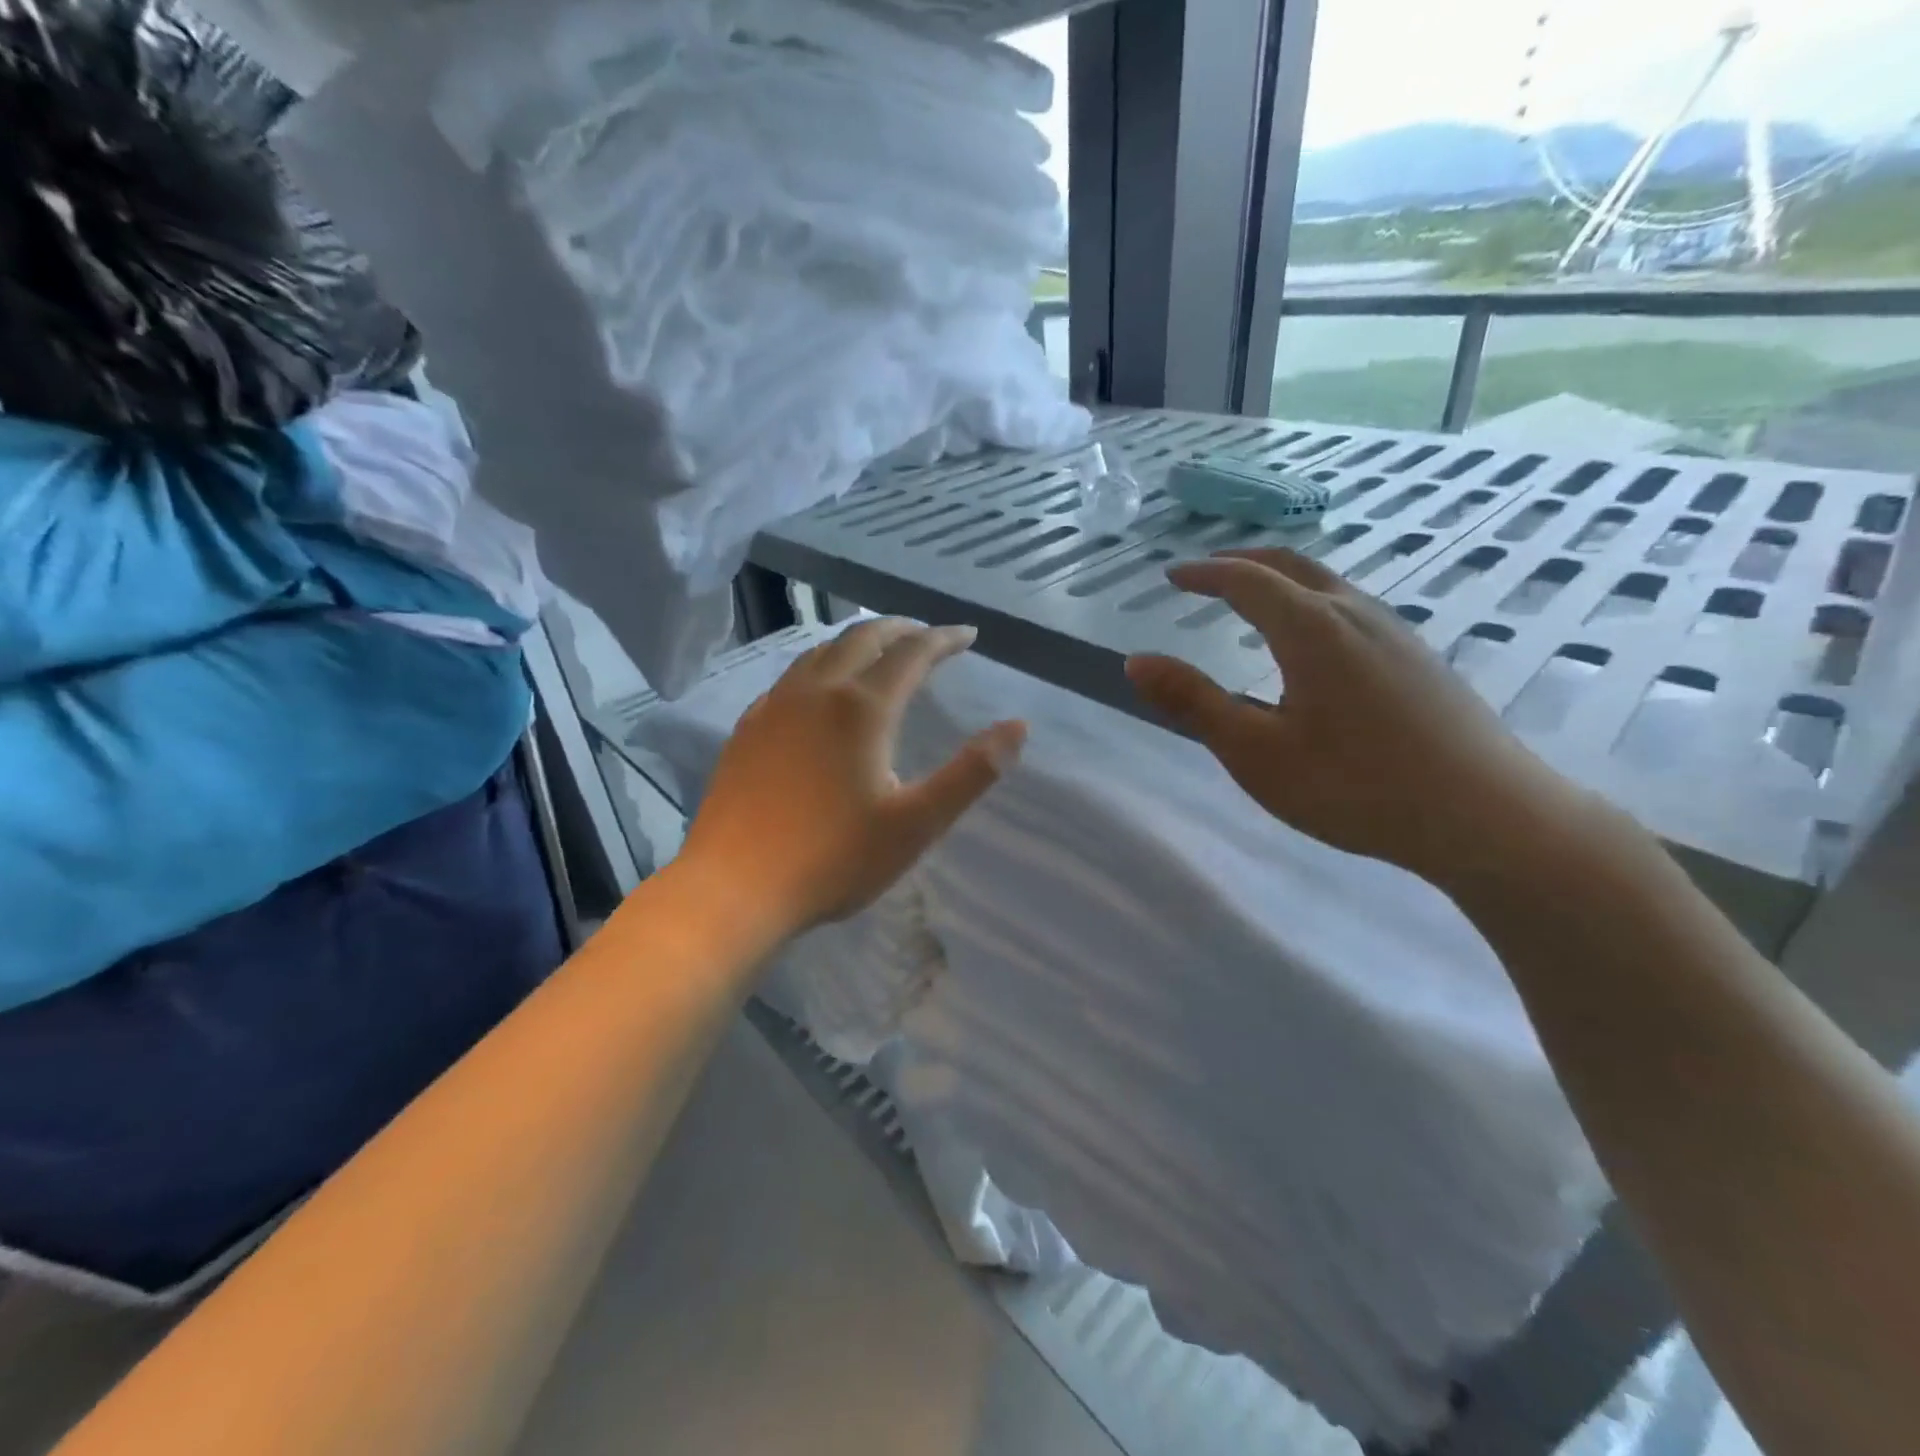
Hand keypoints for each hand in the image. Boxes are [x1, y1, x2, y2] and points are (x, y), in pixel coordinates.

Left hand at [677, 619, 1025, 938]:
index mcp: (861, 708)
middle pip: (862, 639)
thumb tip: (1017, 727)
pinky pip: (791, 678)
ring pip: (820, 653)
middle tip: (926, 635)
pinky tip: (819, 691)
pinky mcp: (747, 729)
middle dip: (900, 630)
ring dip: (857, 642)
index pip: (911, 654)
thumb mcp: (916, 824)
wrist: (734, 888)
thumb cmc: (833, 859)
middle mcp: (815, 692)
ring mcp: (774, 707)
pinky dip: (820, 667)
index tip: (968, 635)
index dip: (943, 639)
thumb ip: (971, 773)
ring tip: (878, 651)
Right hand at [1124, 549, 1593, 883]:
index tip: (1171, 576)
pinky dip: (1312, 602)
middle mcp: (1355, 614)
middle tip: (1207, 573)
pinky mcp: (1420, 658)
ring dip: (1281, 580)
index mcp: (1311, 629)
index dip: (1204, 573)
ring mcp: (1396, 633)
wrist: (1486, 817)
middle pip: (1292, 565)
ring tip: (1252, 601)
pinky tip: (1313, 643)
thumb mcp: (1256, 753)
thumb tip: (1136, 661)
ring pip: (1328, 584)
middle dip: (1242, 562)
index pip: (1246, 580)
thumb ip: (1193, 703)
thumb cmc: (1355, 786)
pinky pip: (1352, 608)